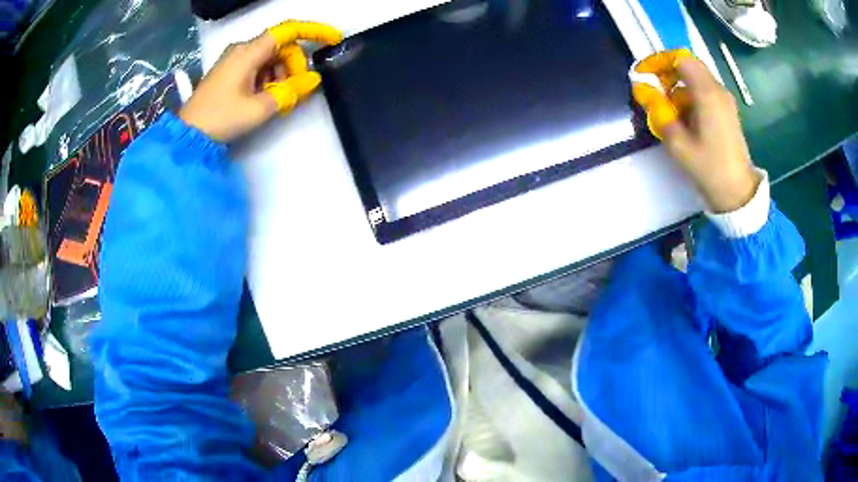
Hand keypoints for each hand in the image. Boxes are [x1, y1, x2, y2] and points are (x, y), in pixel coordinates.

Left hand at [179, 21, 342, 142]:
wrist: (188, 134)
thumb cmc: (221, 118)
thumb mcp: (259, 109)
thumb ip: (290, 91)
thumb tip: (313, 80)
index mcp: (249, 52)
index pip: (288, 30)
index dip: (314, 31)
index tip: (333, 39)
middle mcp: (242, 49)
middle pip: (281, 46)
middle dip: (294, 64)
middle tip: (294, 89)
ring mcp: (234, 59)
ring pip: (270, 57)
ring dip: (280, 74)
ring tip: (275, 98)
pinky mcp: (229, 70)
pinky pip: (257, 66)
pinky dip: (267, 78)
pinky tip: (263, 97)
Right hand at [632, 51, 759, 212]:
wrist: (738, 193)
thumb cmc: (710, 169)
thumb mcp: (678, 144)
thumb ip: (659, 112)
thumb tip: (641, 89)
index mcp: (708, 94)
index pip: (680, 59)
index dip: (659, 61)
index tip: (644, 74)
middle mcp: (718, 90)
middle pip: (688, 66)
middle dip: (667, 74)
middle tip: (654, 93)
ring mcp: (724, 100)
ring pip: (695, 79)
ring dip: (677, 87)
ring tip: (668, 111)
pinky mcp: (726, 110)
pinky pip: (703, 91)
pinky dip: (689, 97)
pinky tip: (684, 118)